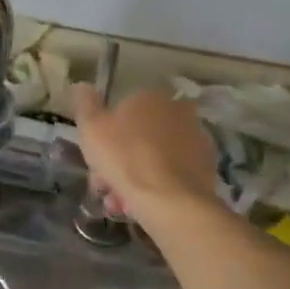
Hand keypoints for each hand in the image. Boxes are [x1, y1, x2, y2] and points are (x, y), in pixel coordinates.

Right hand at [73, 83, 219, 214]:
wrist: (169, 200)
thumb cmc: (124, 158)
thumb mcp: (91, 128)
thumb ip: (85, 103)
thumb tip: (83, 85)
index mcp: (148, 97)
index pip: (121, 111)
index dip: (105, 135)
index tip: (95, 157)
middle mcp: (176, 111)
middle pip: (138, 135)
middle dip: (119, 159)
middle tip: (105, 184)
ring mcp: (195, 138)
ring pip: (154, 156)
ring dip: (135, 175)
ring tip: (121, 202)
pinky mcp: (207, 165)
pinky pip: (172, 172)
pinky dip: (157, 185)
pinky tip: (142, 204)